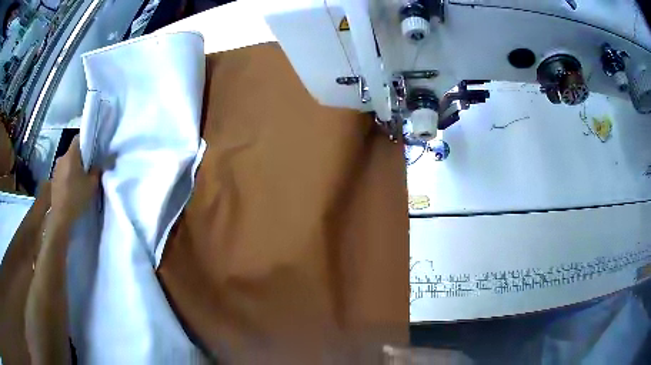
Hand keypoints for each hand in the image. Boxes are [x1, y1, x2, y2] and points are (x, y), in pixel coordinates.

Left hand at [51, 135, 99, 221]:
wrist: (60, 216)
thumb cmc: (76, 197)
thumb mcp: (92, 184)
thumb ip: (97, 170)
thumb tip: (102, 162)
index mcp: (71, 154)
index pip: (79, 138)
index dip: (86, 141)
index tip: (93, 150)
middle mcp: (62, 157)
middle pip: (73, 151)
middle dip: (80, 157)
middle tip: (88, 168)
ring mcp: (56, 169)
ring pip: (67, 162)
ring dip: (73, 167)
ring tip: (80, 180)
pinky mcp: (53, 179)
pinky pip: (63, 172)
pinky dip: (68, 176)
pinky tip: (72, 187)